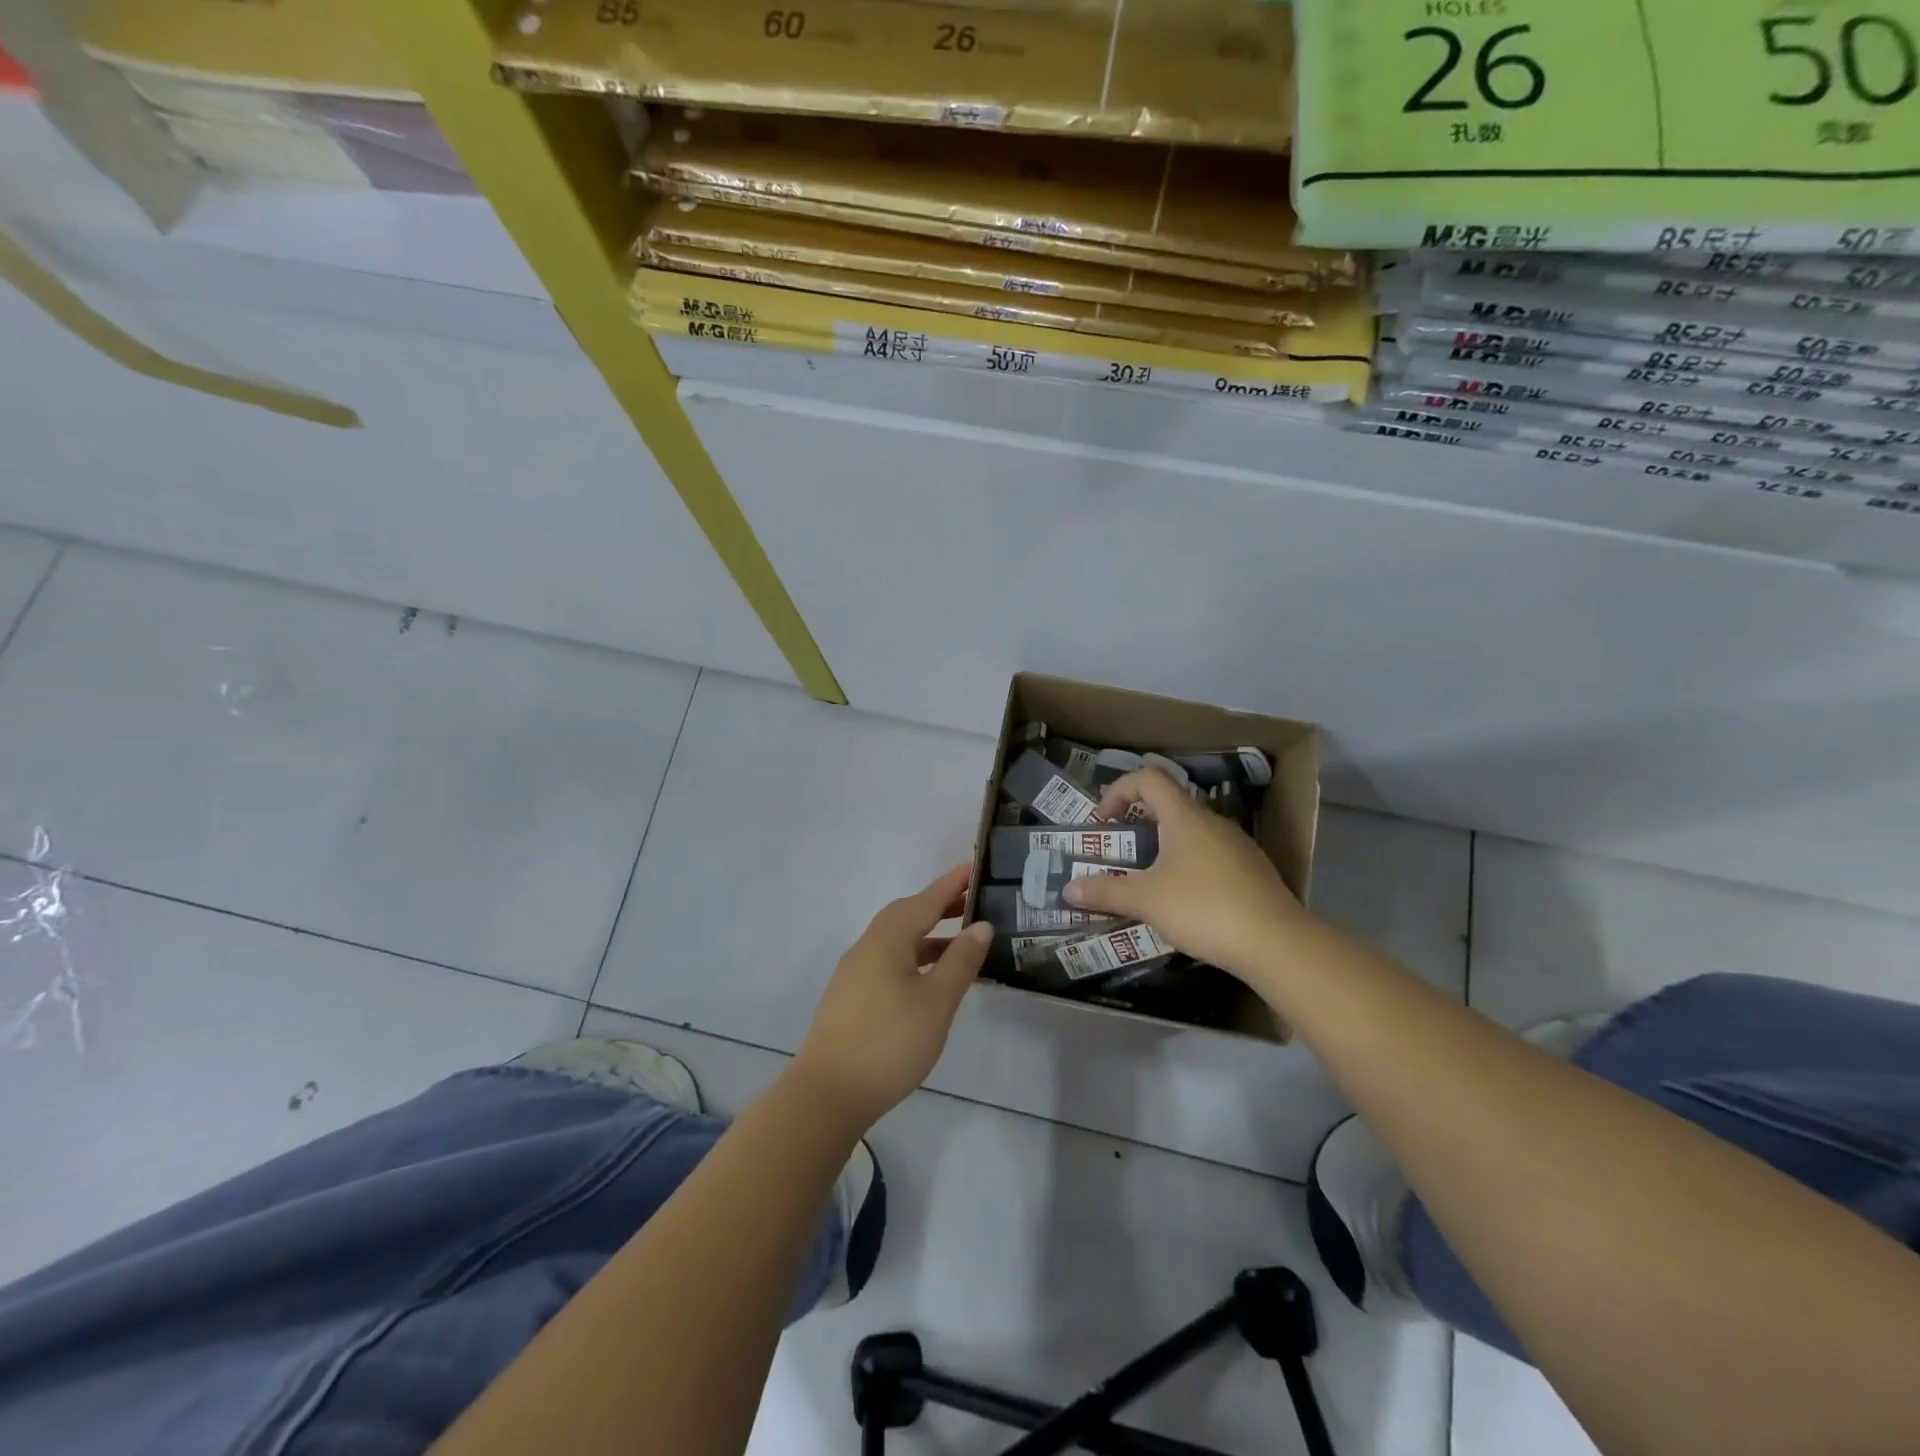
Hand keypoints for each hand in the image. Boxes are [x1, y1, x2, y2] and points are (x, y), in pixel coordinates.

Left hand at [790, 864, 991, 1130]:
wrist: (828, 1094)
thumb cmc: (889, 1041)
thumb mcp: (936, 1001)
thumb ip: (960, 961)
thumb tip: (981, 926)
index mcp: (888, 939)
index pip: (926, 900)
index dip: (952, 884)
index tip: (974, 868)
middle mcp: (868, 946)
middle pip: (906, 915)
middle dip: (939, 906)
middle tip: (972, 905)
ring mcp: (855, 972)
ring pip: (897, 940)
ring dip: (927, 935)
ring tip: (960, 943)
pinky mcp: (851, 997)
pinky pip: (889, 961)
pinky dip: (914, 957)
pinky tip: (930, 980)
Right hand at [1063, 769, 1303, 982]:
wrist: (1277, 943)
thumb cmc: (1203, 908)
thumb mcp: (1146, 900)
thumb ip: (1105, 891)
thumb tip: (1068, 889)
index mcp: (1185, 816)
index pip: (1148, 779)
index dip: (1119, 791)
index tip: (1103, 822)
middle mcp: (1213, 822)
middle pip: (1169, 806)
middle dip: (1139, 825)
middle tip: (1120, 853)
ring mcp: (1238, 846)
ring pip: (1192, 834)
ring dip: (1164, 848)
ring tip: (1148, 882)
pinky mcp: (1253, 872)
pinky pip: (1211, 857)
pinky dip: (1189, 867)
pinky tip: (1185, 903)